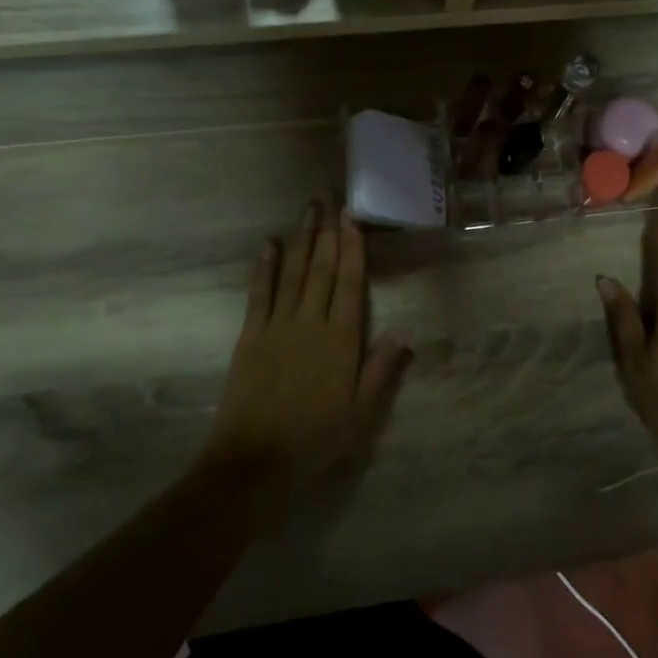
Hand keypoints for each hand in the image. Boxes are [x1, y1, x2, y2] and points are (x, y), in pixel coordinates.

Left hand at [208, 201, 410, 495]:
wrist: (256, 458)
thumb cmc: (316, 437)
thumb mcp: (361, 412)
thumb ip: (382, 369)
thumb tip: (406, 331)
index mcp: (341, 339)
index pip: (349, 284)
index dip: (351, 249)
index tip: (352, 219)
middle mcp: (310, 322)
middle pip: (320, 269)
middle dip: (327, 232)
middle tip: (330, 199)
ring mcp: (277, 326)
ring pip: (292, 273)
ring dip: (300, 240)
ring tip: (307, 211)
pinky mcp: (251, 335)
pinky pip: (259, 294)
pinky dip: (264, 268)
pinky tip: (268, 246)